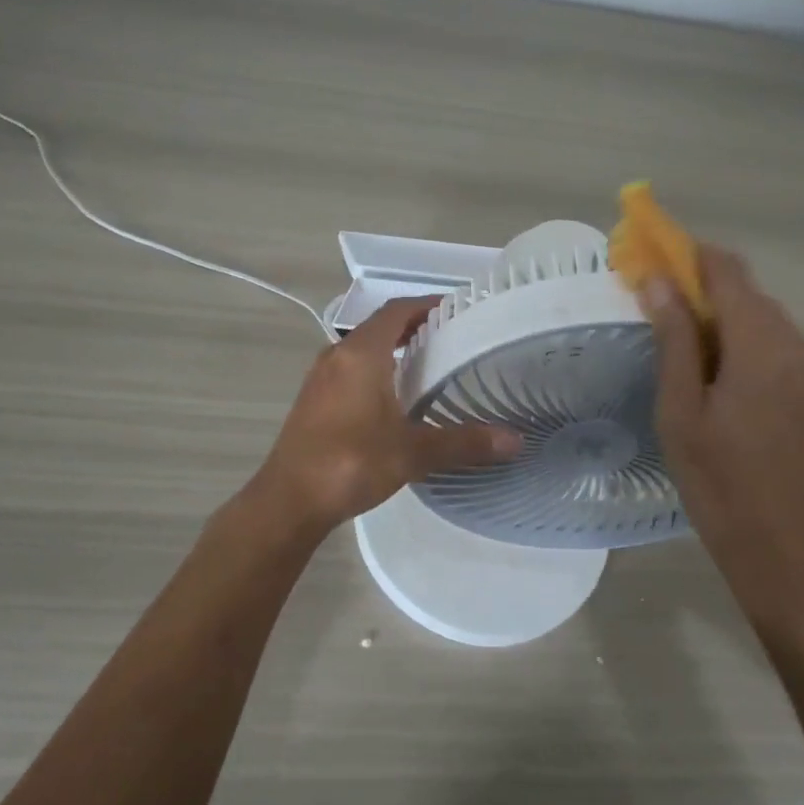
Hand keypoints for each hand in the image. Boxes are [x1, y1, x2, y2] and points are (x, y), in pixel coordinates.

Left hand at [251, 297, 521, 540]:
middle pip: (380, 326)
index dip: (426, 304)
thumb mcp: (413, 453)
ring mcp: (320, 377)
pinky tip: (393, 398)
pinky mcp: (313, 399)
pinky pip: (349, 369)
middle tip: (451, 338)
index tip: (456, 309)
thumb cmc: (351, 463)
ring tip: (428, 365)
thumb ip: (464, 443)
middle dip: (414, 327)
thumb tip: (515, 440)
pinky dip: (375, 369)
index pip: (397, 310)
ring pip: (362, 349)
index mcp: (361, 353)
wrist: (288, 500)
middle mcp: (337, 355)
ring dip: (392, 349)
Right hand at [643, 246, 803, 643]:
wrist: (796, 558)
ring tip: (685, 363)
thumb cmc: (723, 486)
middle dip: (702, 295)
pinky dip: (747, 351)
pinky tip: (723, 389)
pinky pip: (781, 352)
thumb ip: (675, 339)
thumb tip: (658, 280)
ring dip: (725, 326)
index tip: (652, 260)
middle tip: (657, 319)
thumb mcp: (681, 412)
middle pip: (747, 296)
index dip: (688, 256)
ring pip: (765, 324)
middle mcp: (802, 345)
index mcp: (764, 344)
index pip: (726, 270)